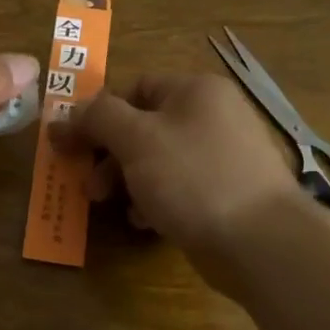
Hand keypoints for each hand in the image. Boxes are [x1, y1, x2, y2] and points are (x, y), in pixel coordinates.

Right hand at [53, 74, 302, 282]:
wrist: (260, 241)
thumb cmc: (193, 177)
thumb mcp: (136, 139)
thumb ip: (98, 118)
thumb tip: (68, 112)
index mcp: (194, 90)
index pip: (133, 88)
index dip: (97, 114)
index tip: (69, 145)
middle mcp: (212, 115)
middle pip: (143, 126)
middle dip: (108, 155)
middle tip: (88, 185)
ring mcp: (221, 156)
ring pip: (157, 160)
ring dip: (126, 180)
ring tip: (109, 204)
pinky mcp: (225, 192)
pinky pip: (178, 187)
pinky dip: (154, 200)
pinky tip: (144, 221)